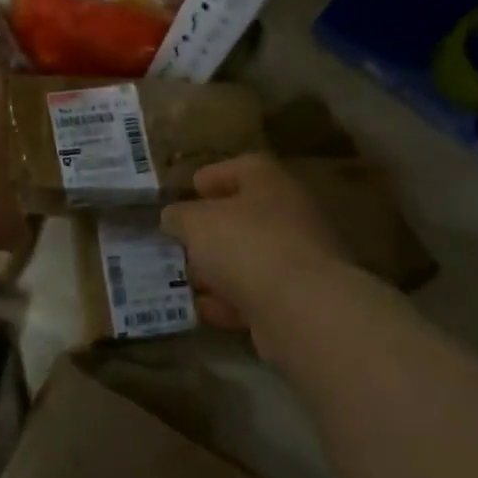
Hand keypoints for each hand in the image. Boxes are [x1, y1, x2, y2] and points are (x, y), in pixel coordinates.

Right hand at [161, 153, 346, 337]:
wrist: (303, 310)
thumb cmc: (246, 245)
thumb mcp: (196, 223)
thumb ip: (179, 216)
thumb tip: (174, 218)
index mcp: (270, 183)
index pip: (244, 167)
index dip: (215, 175)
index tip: (192, 189)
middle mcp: (291, 215)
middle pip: (246, 215)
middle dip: (211, 229)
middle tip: (181, 239)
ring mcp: (299, 260)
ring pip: (250, 257)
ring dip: (218, 268)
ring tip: (185, 278)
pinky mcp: (298, 300)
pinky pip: (256, 295)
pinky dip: (230, 301)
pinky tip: (204, 309)